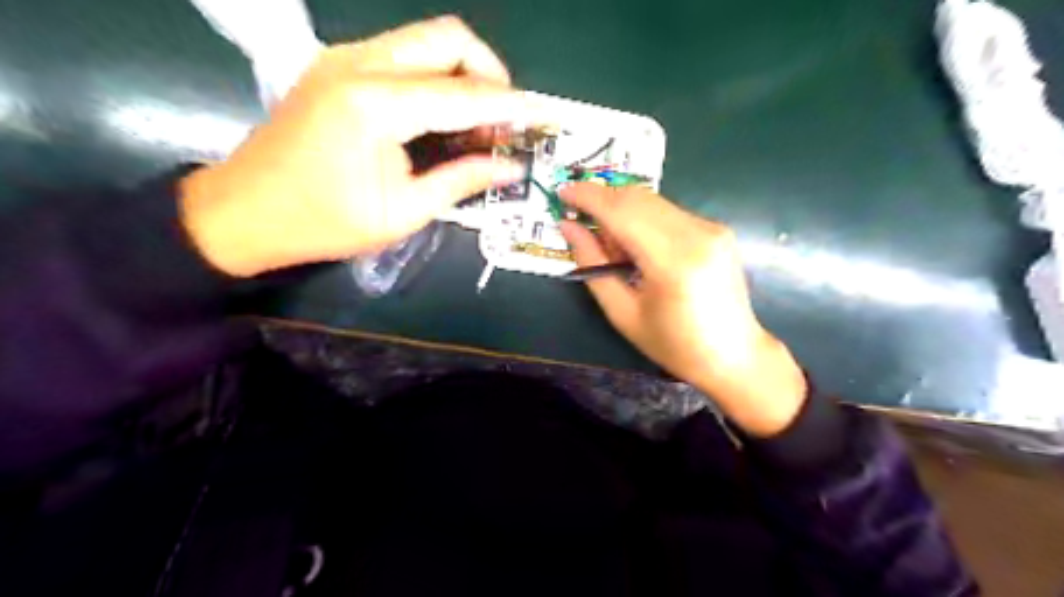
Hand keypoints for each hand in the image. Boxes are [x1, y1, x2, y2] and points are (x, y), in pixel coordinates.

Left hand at [183, 16, 535, 276]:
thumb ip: (462, 180)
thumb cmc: (324, 223)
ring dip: (464, 73)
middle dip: (489, 74)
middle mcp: (360, 64)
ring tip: (477, 124)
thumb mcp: (403, 212)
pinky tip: (442, 116)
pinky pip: (404, 53)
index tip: (544, 116)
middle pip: (448, 38)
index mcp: (374, 106)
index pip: (463, 93)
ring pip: (427, 40)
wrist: (245, 211)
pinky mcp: (338, 65)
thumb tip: (511, 167)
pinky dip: (436, 77)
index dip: (510, 107)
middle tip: (503, 120)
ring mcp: (345, 57)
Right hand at [558, 185, 806, 434]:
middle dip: (602, 202)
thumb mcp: (623, 313)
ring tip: (613, 248)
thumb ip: (593, 265)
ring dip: (622, 213)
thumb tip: (569, 228)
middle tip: (580, 223)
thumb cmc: (673, 345)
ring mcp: (711, 227)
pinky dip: (643, 219)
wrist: (734, 354)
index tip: (562, 192)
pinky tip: (638, 248)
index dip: (588, 197)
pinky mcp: (717, 228)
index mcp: (672, 261)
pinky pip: (668, 211)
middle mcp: (697, 233)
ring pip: (652, 201)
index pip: (622, 212)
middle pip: (637, 198)